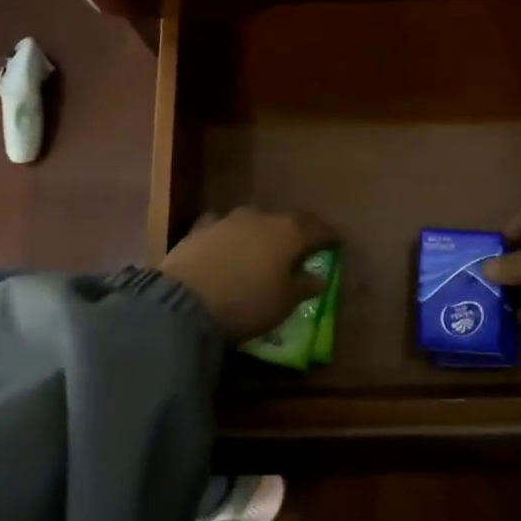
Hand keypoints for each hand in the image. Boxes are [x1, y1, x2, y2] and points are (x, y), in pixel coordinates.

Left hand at [159, 206, 338, 342]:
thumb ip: (304, 287)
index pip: (317, 228)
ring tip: (261, 252)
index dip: (328, 236)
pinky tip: (226, 249)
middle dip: (293, 234)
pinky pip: (222, 229)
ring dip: (260, 234)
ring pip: (253, 222)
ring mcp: (228, 219)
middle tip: (298, 250)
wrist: (184, 300)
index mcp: (289, 232)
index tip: (336, 243)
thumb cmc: (247, 302)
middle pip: (285, 222)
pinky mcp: (200, 229)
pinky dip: (229, 238)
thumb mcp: (284, 303)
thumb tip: (319, 278)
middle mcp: (261, 217)